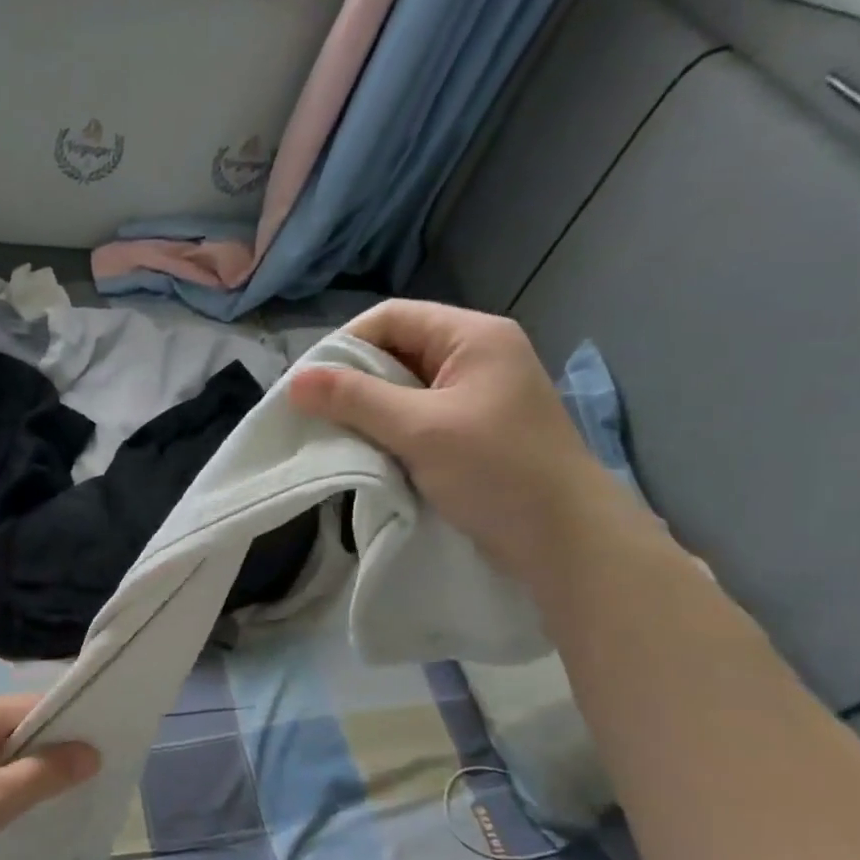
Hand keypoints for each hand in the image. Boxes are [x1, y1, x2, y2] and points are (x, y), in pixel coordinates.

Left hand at [0, 695, 99, 859]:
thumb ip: (43, 775)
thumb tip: (91, 751)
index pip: (35, 705)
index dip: (70, 724)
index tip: (100, 752)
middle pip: (16, 727)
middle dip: (48, 752)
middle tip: (82, 783)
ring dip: (22, 773)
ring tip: (50, 802)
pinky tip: (4, 814)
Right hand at [289, 301, 647, 587]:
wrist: (565, 541)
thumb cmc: (498, 472)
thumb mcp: (420, 430)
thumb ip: (355, 400)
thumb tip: (294, 382)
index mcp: (473, 337)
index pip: (392, 318)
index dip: (344, 344)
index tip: (306, 385)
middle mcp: (475, 357)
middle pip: (396, 350)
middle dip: (352, 381)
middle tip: (312, 414)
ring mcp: (475, 397)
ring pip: (402, 389)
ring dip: (367, 410)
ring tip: (333, 436)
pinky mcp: (471, 433)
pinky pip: (416, 419)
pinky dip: (387, 432)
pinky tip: (365, 453)